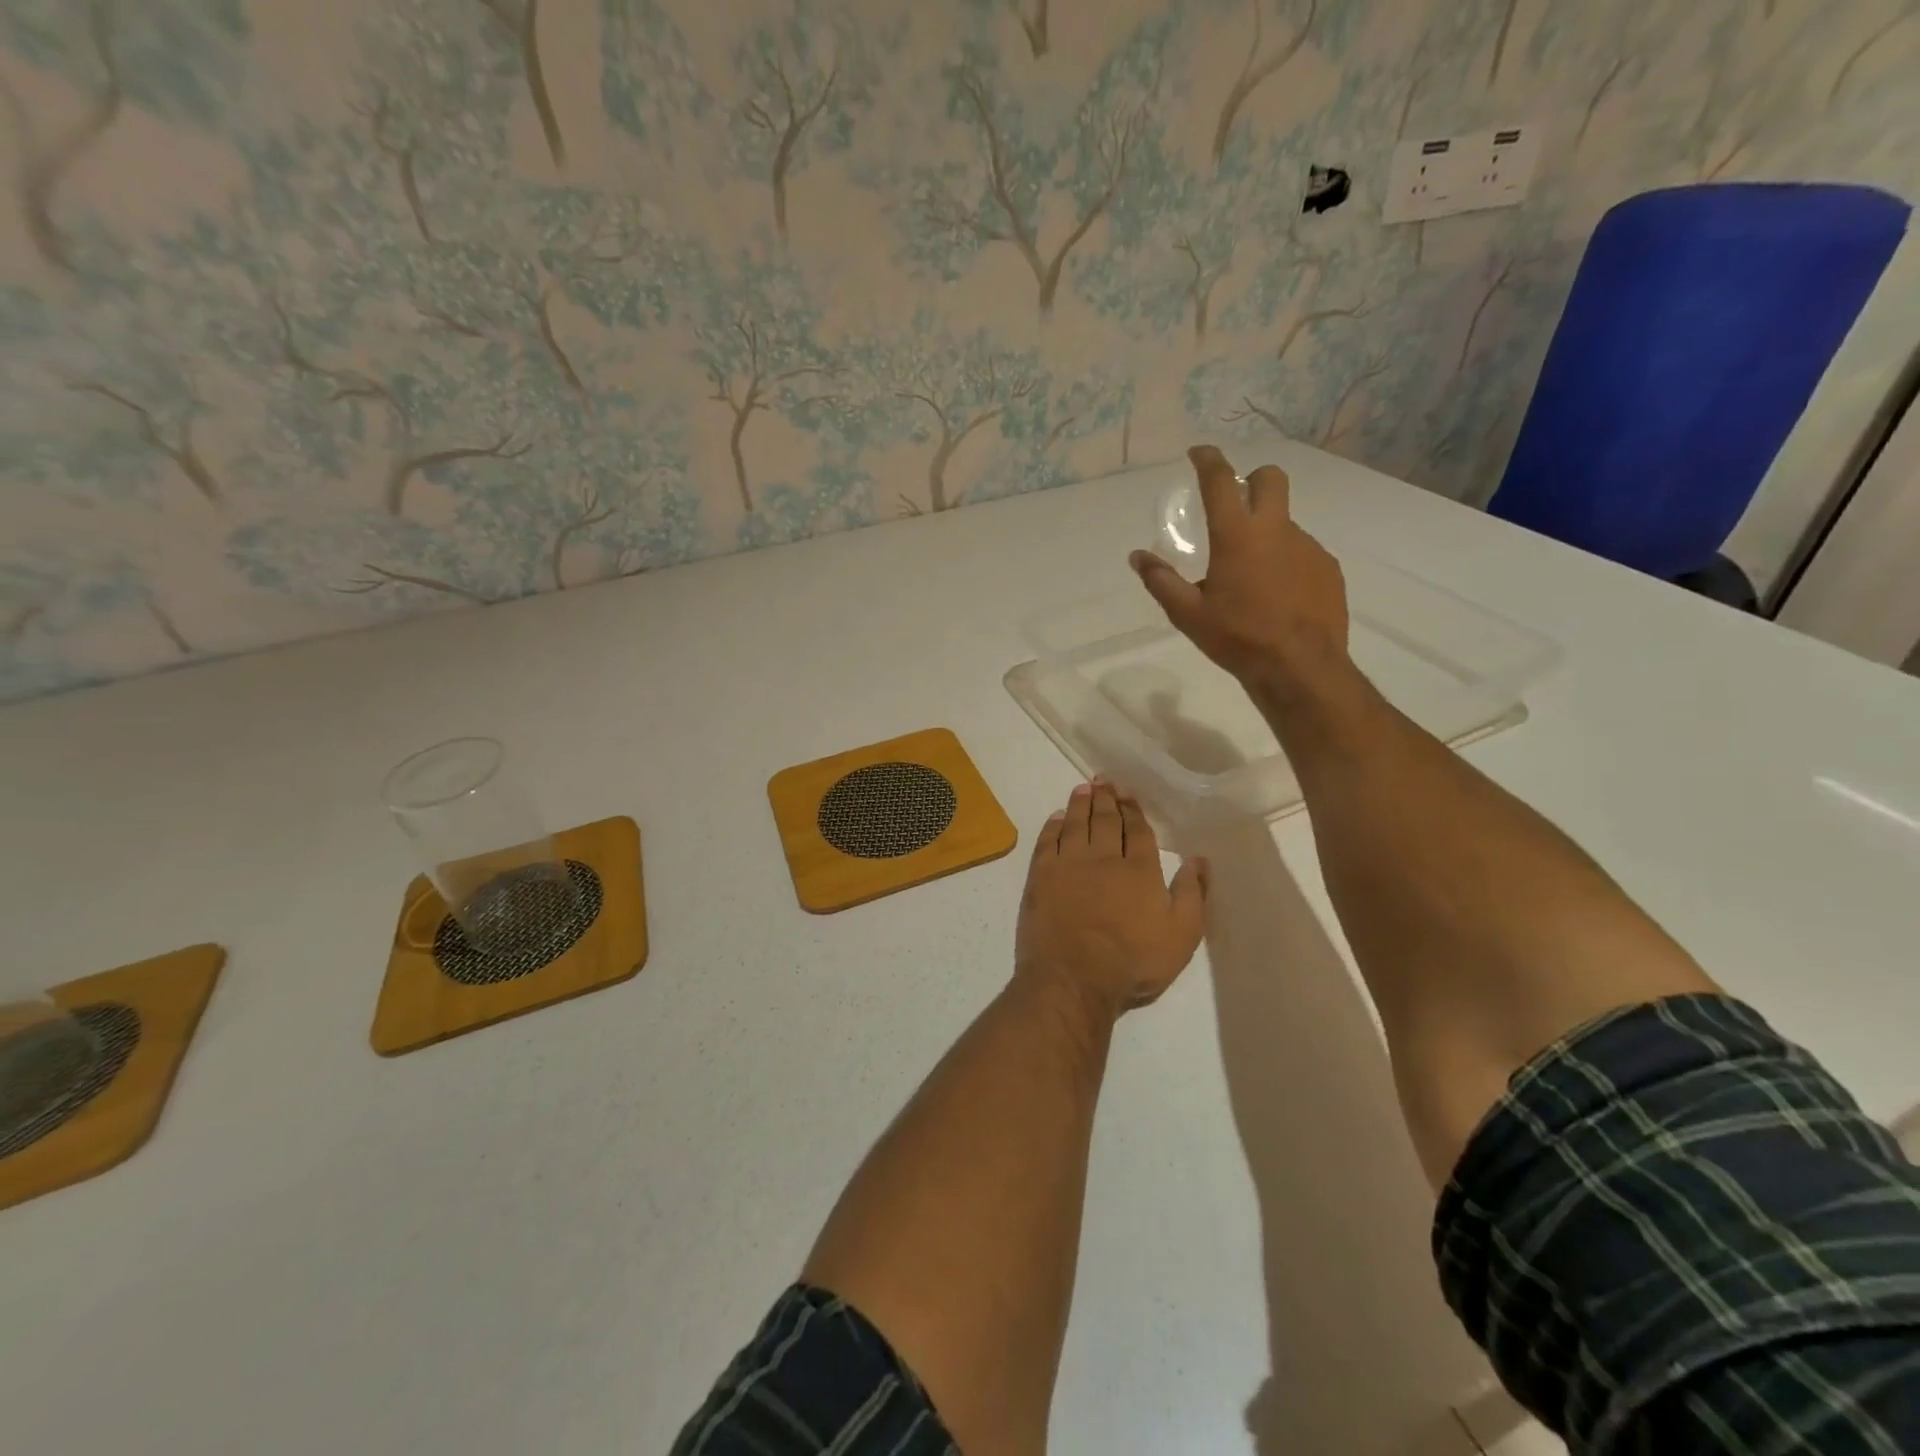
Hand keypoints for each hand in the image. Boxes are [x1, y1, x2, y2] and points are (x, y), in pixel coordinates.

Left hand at [1014, 779, 1208, 1021]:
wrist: (1073, 978)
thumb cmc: (1132, 962)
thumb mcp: (1181, 936)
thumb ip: (1192, 894)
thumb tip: (1199, 858)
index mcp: (1139, 870)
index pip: (1138, 831)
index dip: (1133, 810)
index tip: (1128, 794)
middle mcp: (1104, 858)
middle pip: (1106, 821)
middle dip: (1107, 799)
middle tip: (1104, 781)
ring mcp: (1069, 864)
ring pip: (1076, 824)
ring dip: (1080, 804)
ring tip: (1083, 789)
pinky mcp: (1041, 876)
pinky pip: (1048, 841)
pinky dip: (1053, 826)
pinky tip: (1057, 818)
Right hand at [1129, 444, 1349, 693]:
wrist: (1300, 667)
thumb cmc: (1237, 638)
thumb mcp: (1188, 615)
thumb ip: (1161, 581)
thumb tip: (1137, 556)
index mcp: (1236, 536)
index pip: (1221, 480)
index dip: (1208, 459)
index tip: (1198, 452)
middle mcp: (1276, 530)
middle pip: (1271, 479)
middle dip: (1252, 479)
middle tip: (1236, 503)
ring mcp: (1308, 546)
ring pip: (1286, 521)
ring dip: (1267, 532)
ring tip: (1253, 576)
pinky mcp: (1327, 568)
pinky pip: (1303, 551)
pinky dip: (1287, 561)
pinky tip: (1278, 594)